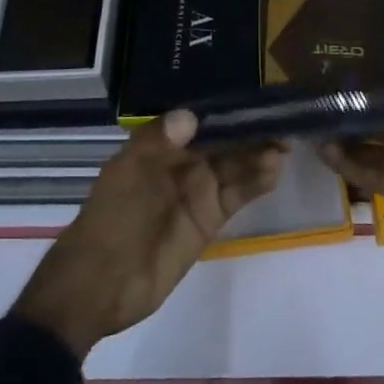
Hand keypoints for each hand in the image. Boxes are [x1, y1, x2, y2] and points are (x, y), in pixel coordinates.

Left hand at [11, 111, 285, 359]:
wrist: (99, 284)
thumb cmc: (110, 218)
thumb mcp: (128, 172)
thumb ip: (159, 140)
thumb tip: (192, 115)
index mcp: (161, 147)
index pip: (201, 122)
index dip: (227, 112)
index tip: (256, 100)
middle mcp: (183, 165)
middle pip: (224, 143)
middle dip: (251, 132)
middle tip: (283, 123)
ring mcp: (198, 193)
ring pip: (235, 167)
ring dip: (259, 156)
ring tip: (283, 147)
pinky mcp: (209, 221)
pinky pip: (237, 196)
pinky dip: (256, 183)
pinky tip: (274, 171)